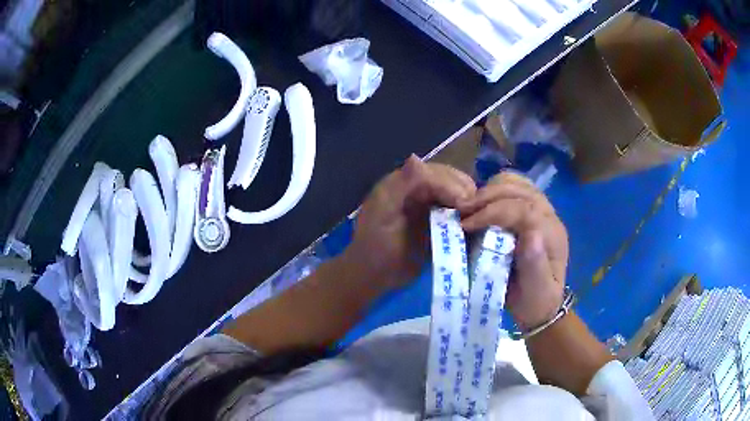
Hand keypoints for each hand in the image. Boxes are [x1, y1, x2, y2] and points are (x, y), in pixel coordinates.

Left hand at [345, 155, 475, 291]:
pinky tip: (471, 222)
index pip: (431, 174)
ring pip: (453, 192)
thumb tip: (416, 157)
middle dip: (463, 190)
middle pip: (446, 179)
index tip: (464, 204)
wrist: (374, 275)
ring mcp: (426, 204)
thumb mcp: (384, 215)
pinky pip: (453, 209)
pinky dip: (464, 213)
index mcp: (400, 183)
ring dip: (467, 200)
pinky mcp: (434, 219)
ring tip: (476, 216)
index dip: (449, 185)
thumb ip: (400, 186)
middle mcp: (415, 188)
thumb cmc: (375, 247)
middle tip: (475, 210)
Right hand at [458, 172, 567, 329]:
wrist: (540, 303)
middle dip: (487, 197)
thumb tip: (530, 234)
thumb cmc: (535, 301)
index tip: (467, 225)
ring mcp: (541, 209)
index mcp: (552, 235)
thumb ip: (535, 265)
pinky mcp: (530, 209)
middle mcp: (550, 216)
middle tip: (461, 211)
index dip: (493, 212)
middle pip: (519, 190)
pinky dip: (495, 189)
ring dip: (490, 190)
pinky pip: (513, 187)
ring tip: (469, 206)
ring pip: (516, 183)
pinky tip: (482, 203)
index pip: (524, 209)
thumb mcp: (536, 291)